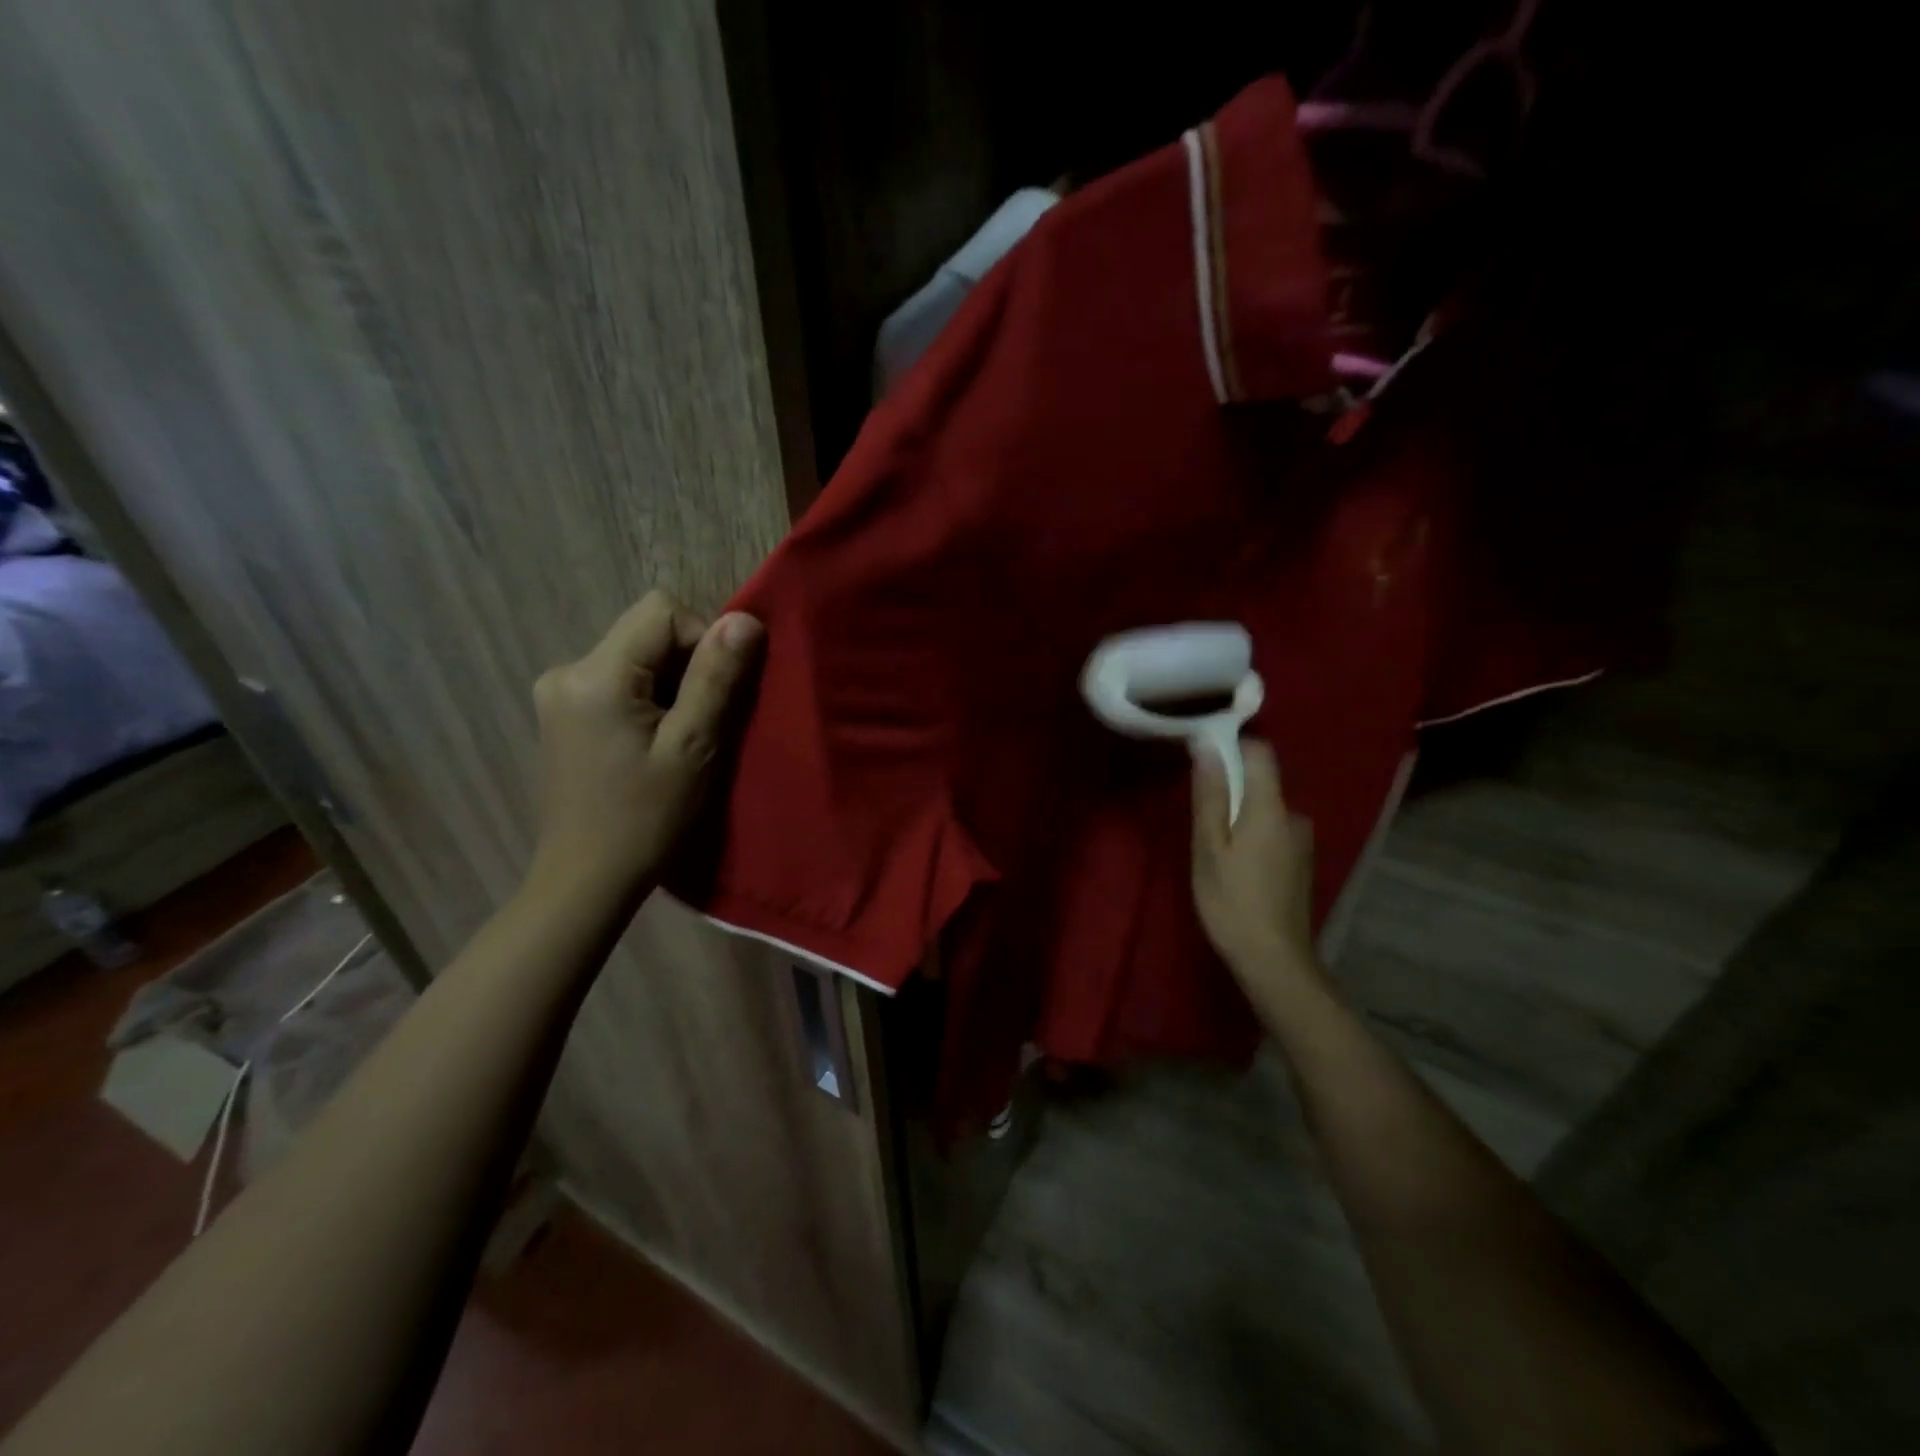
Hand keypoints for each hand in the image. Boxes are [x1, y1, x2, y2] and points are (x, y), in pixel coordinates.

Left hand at [528, 590, 762, 901]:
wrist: (587, 879)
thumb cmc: (646, 819)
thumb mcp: (693, 747)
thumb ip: (717, 678)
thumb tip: (745, 619)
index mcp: (595, 674)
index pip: (662, 612)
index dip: (703, 641)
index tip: (714, 697)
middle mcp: (567, 670)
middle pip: (648, 632)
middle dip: (688, 667)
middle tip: (701, 724)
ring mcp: (559, 692)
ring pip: (637, 657)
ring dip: (671, 686)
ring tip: (680, 739)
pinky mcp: (563, 713)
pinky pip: (620, 680)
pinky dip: (649, 699)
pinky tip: (654, 743)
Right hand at [1191, 739, 1326, 1019]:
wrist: (1274, 960)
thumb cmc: (1231, 901)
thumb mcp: (1209, 847)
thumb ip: (1210, 795)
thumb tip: (1206, 746)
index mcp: (1271, 808)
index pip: (1260, 752)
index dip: (1232, 748)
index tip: (1203, 762)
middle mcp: (1294, 817)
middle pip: (1261, 783)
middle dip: (1230, 790)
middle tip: (1200, 822)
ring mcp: (1302, 842)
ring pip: (1266, 810)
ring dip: (1241, 818)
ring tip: (1214, 849)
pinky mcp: (1301, 863)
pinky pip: (1273, 832)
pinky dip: (1253, 837)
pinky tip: (1237, 868)